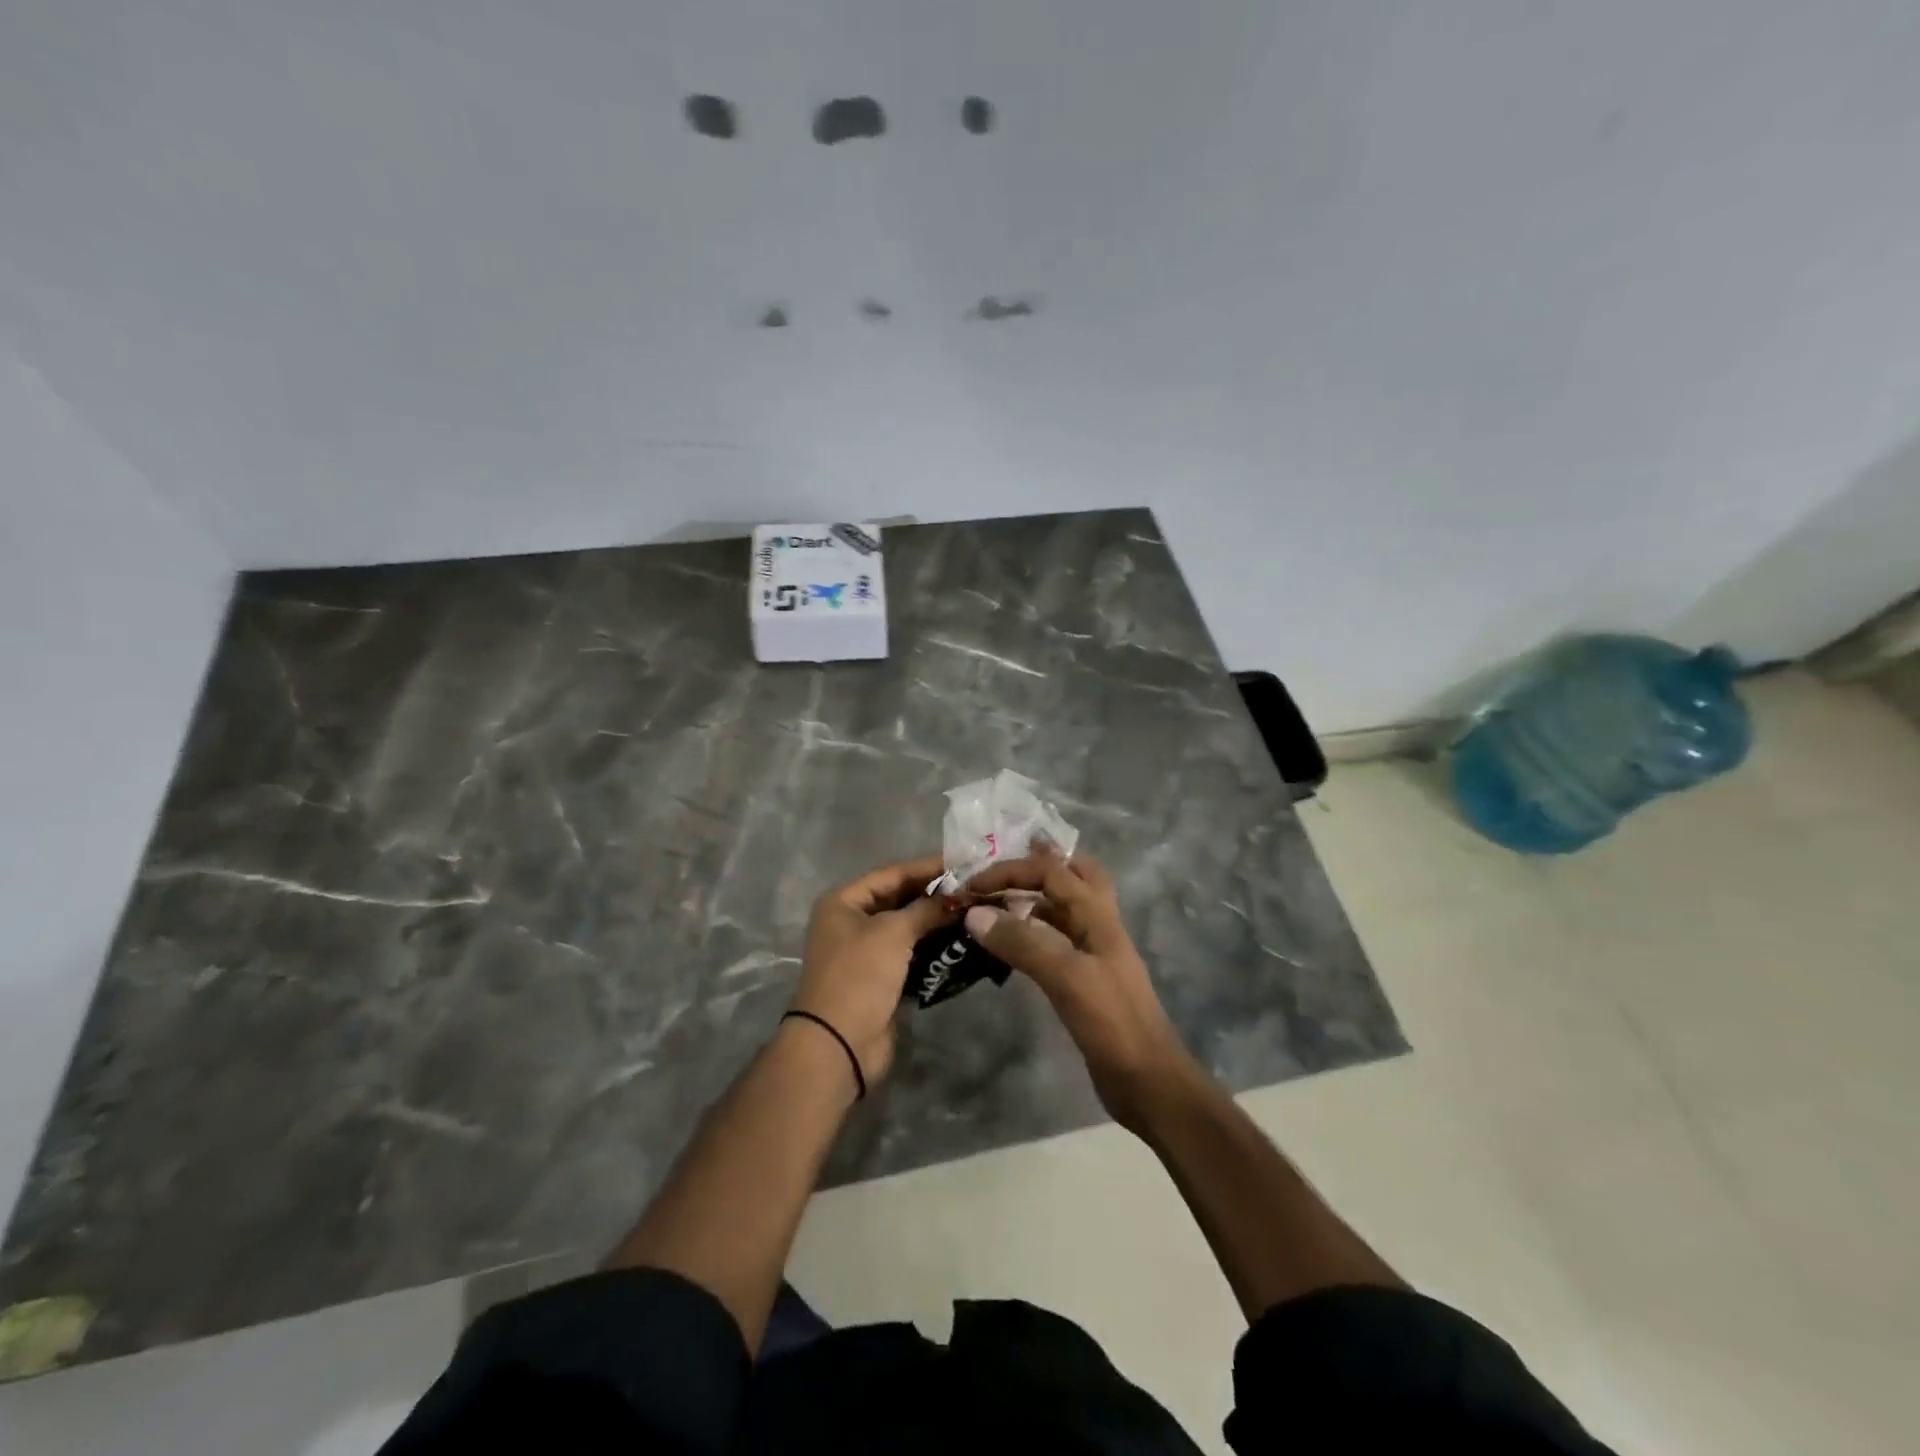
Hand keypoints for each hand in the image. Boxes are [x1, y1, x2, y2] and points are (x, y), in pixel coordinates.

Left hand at [792, 854, 954, 1092]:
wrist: (839, 1044)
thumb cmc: (860, 975)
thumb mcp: (893, 933)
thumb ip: (926, 909)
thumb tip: (957, 898)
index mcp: (844, 901)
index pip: (892, 873)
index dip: (927, 867)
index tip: (964, 862)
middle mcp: (851, 921)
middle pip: (899, 898)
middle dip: (935, 894)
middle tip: (974, 887)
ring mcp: (865, 951)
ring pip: (907, 926)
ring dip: (936, 920)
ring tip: (973, 910)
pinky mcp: (880, 978)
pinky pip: (910, 952)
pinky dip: (931, 945)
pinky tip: (960, 939)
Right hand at [963, 845, 1194, 1130]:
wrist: (1148, 1082)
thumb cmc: (1112, 1023)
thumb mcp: (1066, 977)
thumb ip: (1022, 942)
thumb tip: (974, 913)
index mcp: (1099, 916)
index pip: (1052, 871)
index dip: (1011, 870)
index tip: (972, 885)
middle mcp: (1098, 927)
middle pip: (1073, 877)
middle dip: (1038, 866)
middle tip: (1001, 870)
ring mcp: (1094, 955)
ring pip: (1063, 911)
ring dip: (1032, 901)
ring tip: (995, 903)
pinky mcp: (1085, 982)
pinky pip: (1055, 943)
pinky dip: (1031, 935)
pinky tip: (1010, 947)